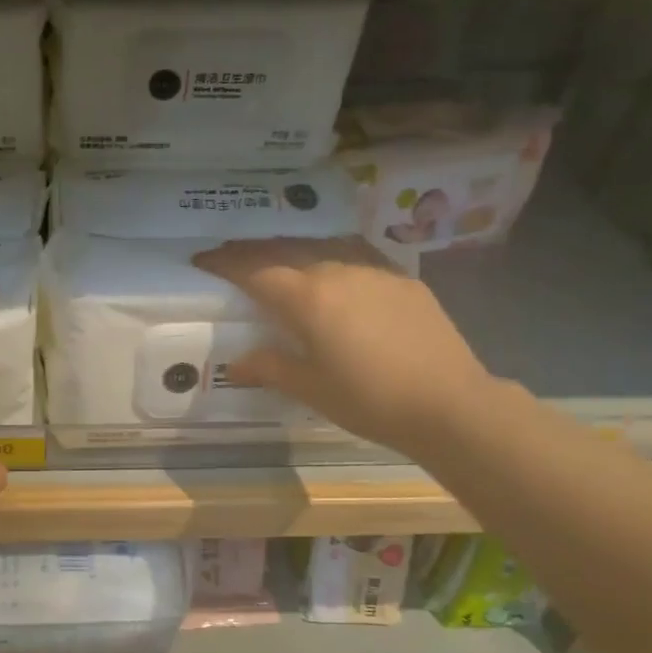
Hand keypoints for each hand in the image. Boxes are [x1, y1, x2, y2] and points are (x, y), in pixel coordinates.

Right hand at [192, 236, 496, 453]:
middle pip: (285, 250)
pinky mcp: (402, 279)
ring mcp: (374, 271)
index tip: (201, 259)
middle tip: (230, 255)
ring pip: (322, 248)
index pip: (254, 270)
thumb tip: (237, 362)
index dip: (224, 263)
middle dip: (252, 251)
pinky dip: (331, 257)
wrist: (450, 404)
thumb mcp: (310, 388)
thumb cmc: (370, 400)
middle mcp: (337, 271)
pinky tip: (333, 271)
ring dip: (292, 250)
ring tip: (277, 259)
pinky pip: (355, 257)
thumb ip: (269, 367)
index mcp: (307, 298)